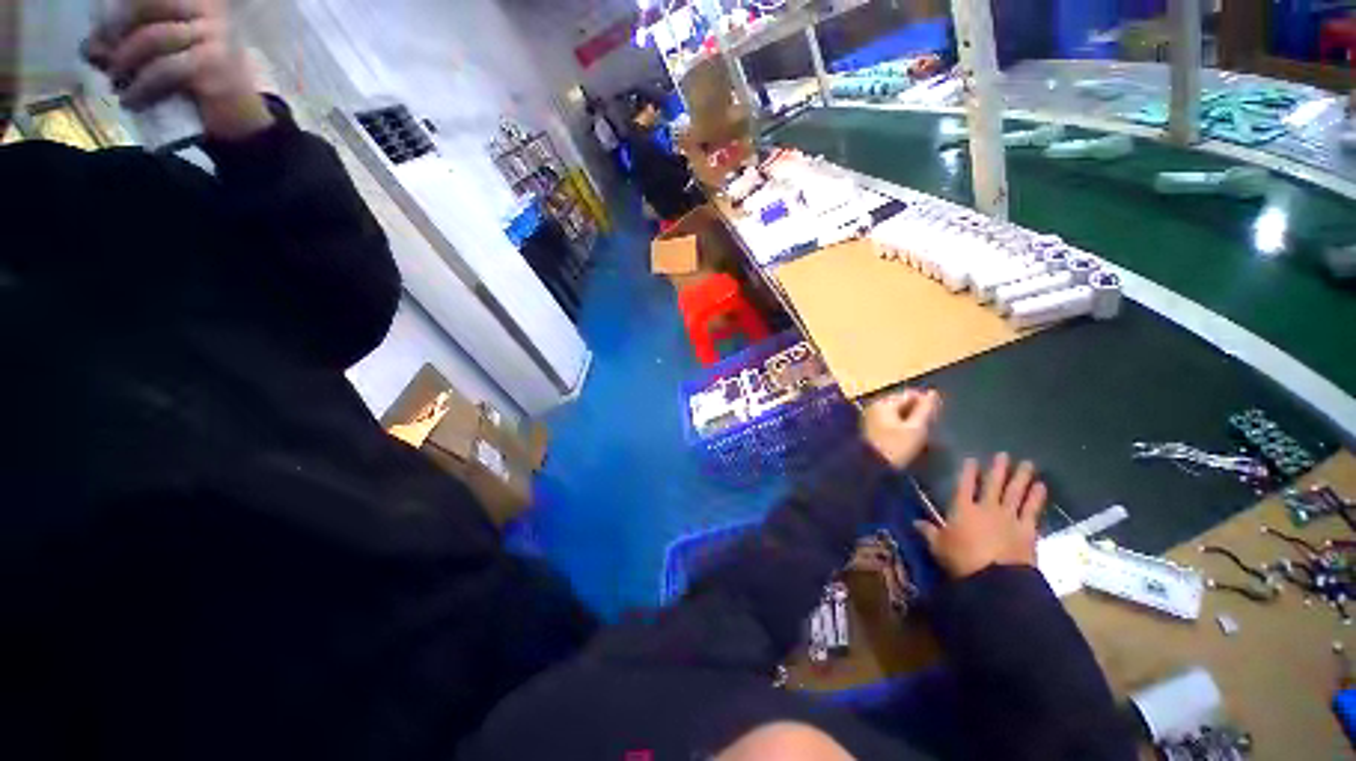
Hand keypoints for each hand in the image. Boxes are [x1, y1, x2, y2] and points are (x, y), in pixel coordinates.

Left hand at [83, 0, 272, 139]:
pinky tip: (132, 100)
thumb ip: (132, 43)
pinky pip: (165, 70)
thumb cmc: (200, 82)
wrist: (241, 118)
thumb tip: (94, 46)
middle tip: (105, 56)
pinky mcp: (214, 67)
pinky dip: (141, 87)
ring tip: (117, 82)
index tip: (102, 31)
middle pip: (151, 4)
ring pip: (153, 37)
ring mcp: (216, 38)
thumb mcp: (165, 54)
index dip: (123, 7)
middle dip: (117, 28)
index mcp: (201, 1)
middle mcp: (211, 11)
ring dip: (125, 61)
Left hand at [862, 389, 940, 469]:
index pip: (911, 394)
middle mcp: (875, 406)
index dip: (927, 403)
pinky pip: (891, 422)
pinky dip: (902, 427)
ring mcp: (871, 417)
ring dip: (911, 420)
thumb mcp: (916, 428)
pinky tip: (909, 438)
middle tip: (932, 427)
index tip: (938, 417)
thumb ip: (926, 409)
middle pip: (903, 403)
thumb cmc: (896, 447)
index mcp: (884, 403)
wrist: (871, 468)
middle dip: (918, 412)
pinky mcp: (871, 429)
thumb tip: (933, 392)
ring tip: (922, 434)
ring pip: (898, 413)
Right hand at [914, 454, 1046, 578]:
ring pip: (1015, 493)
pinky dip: (1037, 497)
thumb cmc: (961, 559)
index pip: (964, 485)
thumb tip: (914, 522)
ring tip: (1028, 463)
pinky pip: (1032, 510)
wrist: (996, 578)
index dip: (968, 472)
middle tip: (1004, 454)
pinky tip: (1041, 486)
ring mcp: (1009, 518)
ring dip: (1021, 477)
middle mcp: (986, 508)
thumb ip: (928, 532)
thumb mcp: (938, 546)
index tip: (972, 459)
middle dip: (998, 469)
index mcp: (962, 509)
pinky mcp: (1027, 530)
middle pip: (993, 484)